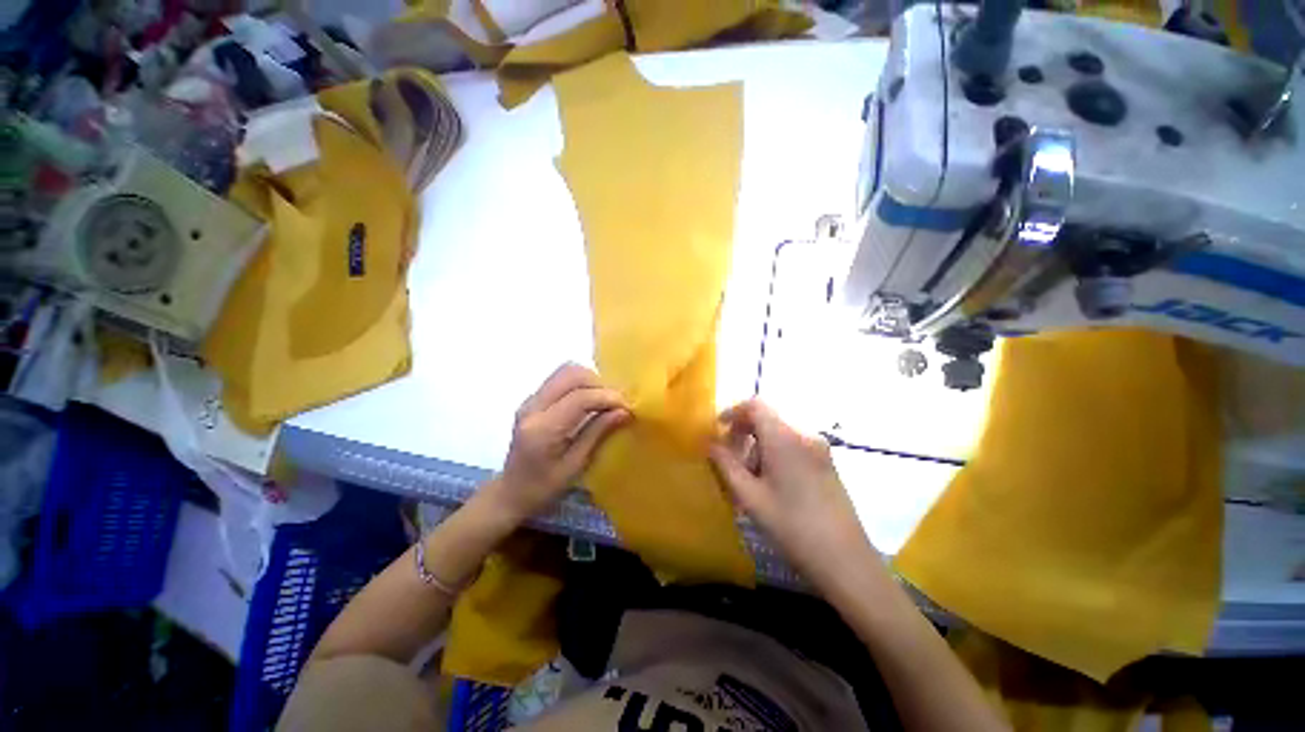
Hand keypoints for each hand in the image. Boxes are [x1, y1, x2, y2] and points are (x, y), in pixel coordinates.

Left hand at [489, 363, 629, 521]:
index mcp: (542, 429)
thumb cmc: (543, 488)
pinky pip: (560, 379)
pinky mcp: (532, 399)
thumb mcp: (575, 466)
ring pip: (565, 371)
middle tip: (617, 402)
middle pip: (571, 374)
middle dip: (599, 383)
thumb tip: (624, 411)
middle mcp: (532, 407)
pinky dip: (580, 383)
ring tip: (605, 400)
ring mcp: (530, 400)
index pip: (579, 398)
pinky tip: (591, 401)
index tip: (628, 406)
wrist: (510, 492)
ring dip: (590, 380)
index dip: (607, 397)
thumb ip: (597, 433)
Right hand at [709, 399, 875, 589]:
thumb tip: (709, 443)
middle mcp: (805, 434)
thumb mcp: (750, 497)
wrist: (845, 560)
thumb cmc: (792, 527)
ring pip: (779, 432)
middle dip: (744, 432)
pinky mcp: (826, 461)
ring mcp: (819, 447)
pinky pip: (793, 444)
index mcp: (785, 438)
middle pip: (767, 418)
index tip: (719, 429)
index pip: (756, 405)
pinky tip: (771, 482)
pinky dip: (775, 452)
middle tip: (730, 458)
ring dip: (759, 445)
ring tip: (750, 478)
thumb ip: (726, 464)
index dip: (734, 412)